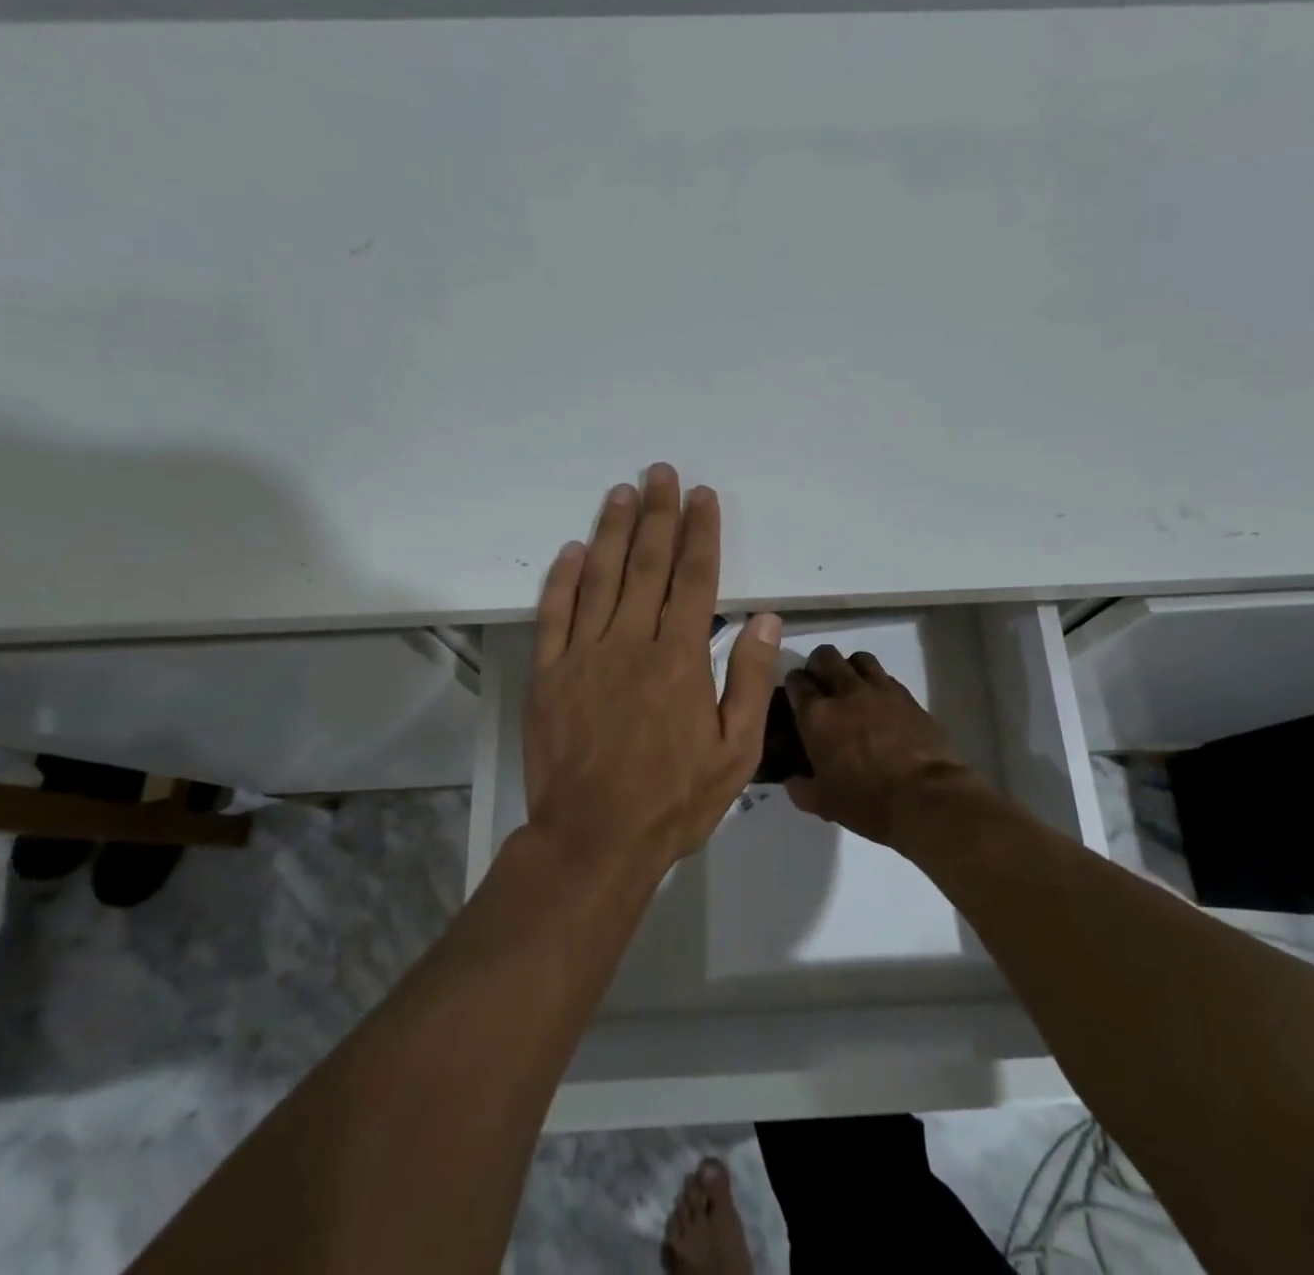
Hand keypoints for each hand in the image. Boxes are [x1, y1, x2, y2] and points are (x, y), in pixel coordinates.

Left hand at [523, 463, 782, 875]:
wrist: (594, 840)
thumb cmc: (674, 800)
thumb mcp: (736, 752)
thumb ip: (748, 681)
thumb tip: (765, 620)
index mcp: (679, 659)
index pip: (695, 579)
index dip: (700, 533)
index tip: (702, 497)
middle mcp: (631, 644)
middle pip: (647, 565)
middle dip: (657, 515)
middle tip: (661, 474)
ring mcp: (583, 655)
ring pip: (600, 578)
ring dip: (612, 531)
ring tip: (622, 492)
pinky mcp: (548, 674)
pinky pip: (554, 615)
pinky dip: (563, 579)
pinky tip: (573, 550)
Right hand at [783, 645, 980, 846]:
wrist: (925, 798)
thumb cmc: (866, 801)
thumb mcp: (822, 803)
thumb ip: (800, 787)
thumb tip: (793, 779)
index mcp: (817, 715)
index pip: (796, 681)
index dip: (793, 685)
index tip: (795, 696)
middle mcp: (845, 692)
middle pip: (825, 656)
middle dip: (818, 665)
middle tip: (821, 685)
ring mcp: (880, 690)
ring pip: (859, 658)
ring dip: (850, 668)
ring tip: (852, 687)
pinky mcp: (908, 697)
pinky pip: (887, 677)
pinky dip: (878, 684)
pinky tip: (881, 704)